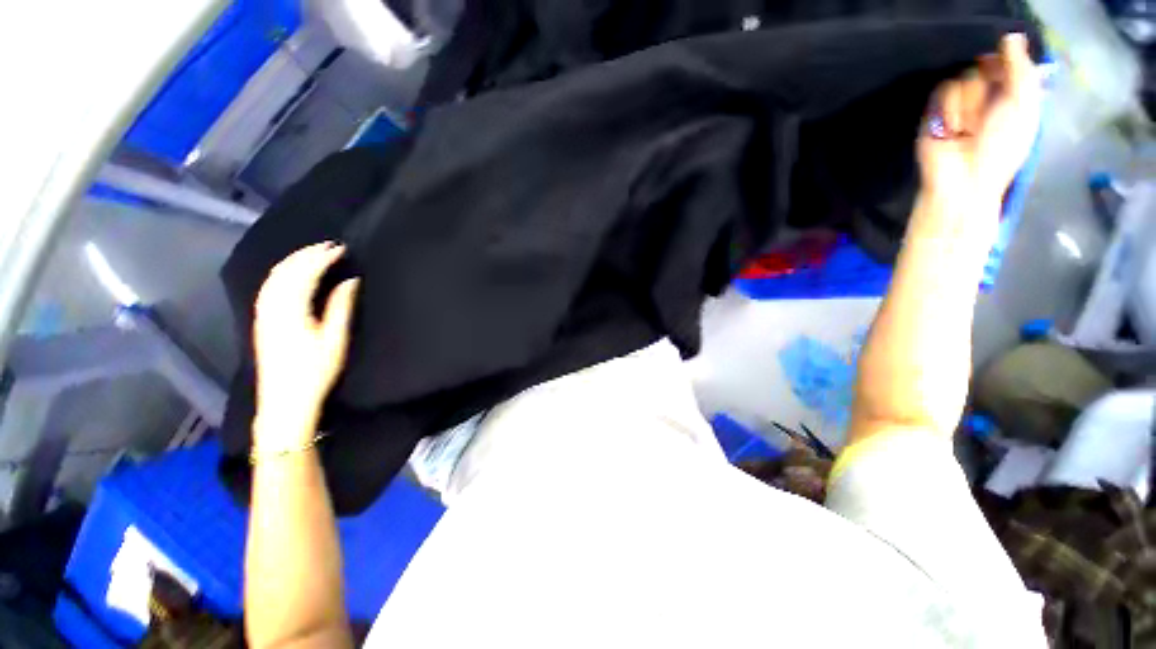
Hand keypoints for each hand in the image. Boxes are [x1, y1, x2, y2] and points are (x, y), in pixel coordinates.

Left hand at [252, 242, 358, 439]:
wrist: (284, 400)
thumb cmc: (315, 371)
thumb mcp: (334, 340)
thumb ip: (340, 307)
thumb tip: (350, 280)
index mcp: (290, 311)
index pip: (304, 274)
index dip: (322, 257)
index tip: (341, 248)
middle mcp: (271, 307)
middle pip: (285, 271)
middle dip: (307, 254)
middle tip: (330, 245)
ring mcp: (263, 313)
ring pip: (274, 277)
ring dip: (294, 260)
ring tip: (315, 253)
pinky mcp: (262, 319)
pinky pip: (269, 286)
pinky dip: (283, 272)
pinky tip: (293, 272)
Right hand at [916, 34, 1041, 248]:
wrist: (964, 178)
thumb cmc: (1002, 147)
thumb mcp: (1023, 107)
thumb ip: (1021, 71)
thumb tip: (1010, 37)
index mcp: (1012, 94)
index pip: (1007, 61)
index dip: (1006, 60)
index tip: (1005, 64)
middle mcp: (986, 95)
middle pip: (984, 65)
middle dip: (987, 86)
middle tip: (989, 111)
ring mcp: (960, 103)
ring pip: (963, 77)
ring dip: (968, 103)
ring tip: (966, 127)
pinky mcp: (935, 111)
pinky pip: (943, 92)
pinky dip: (950, 109)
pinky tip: (951, 128)